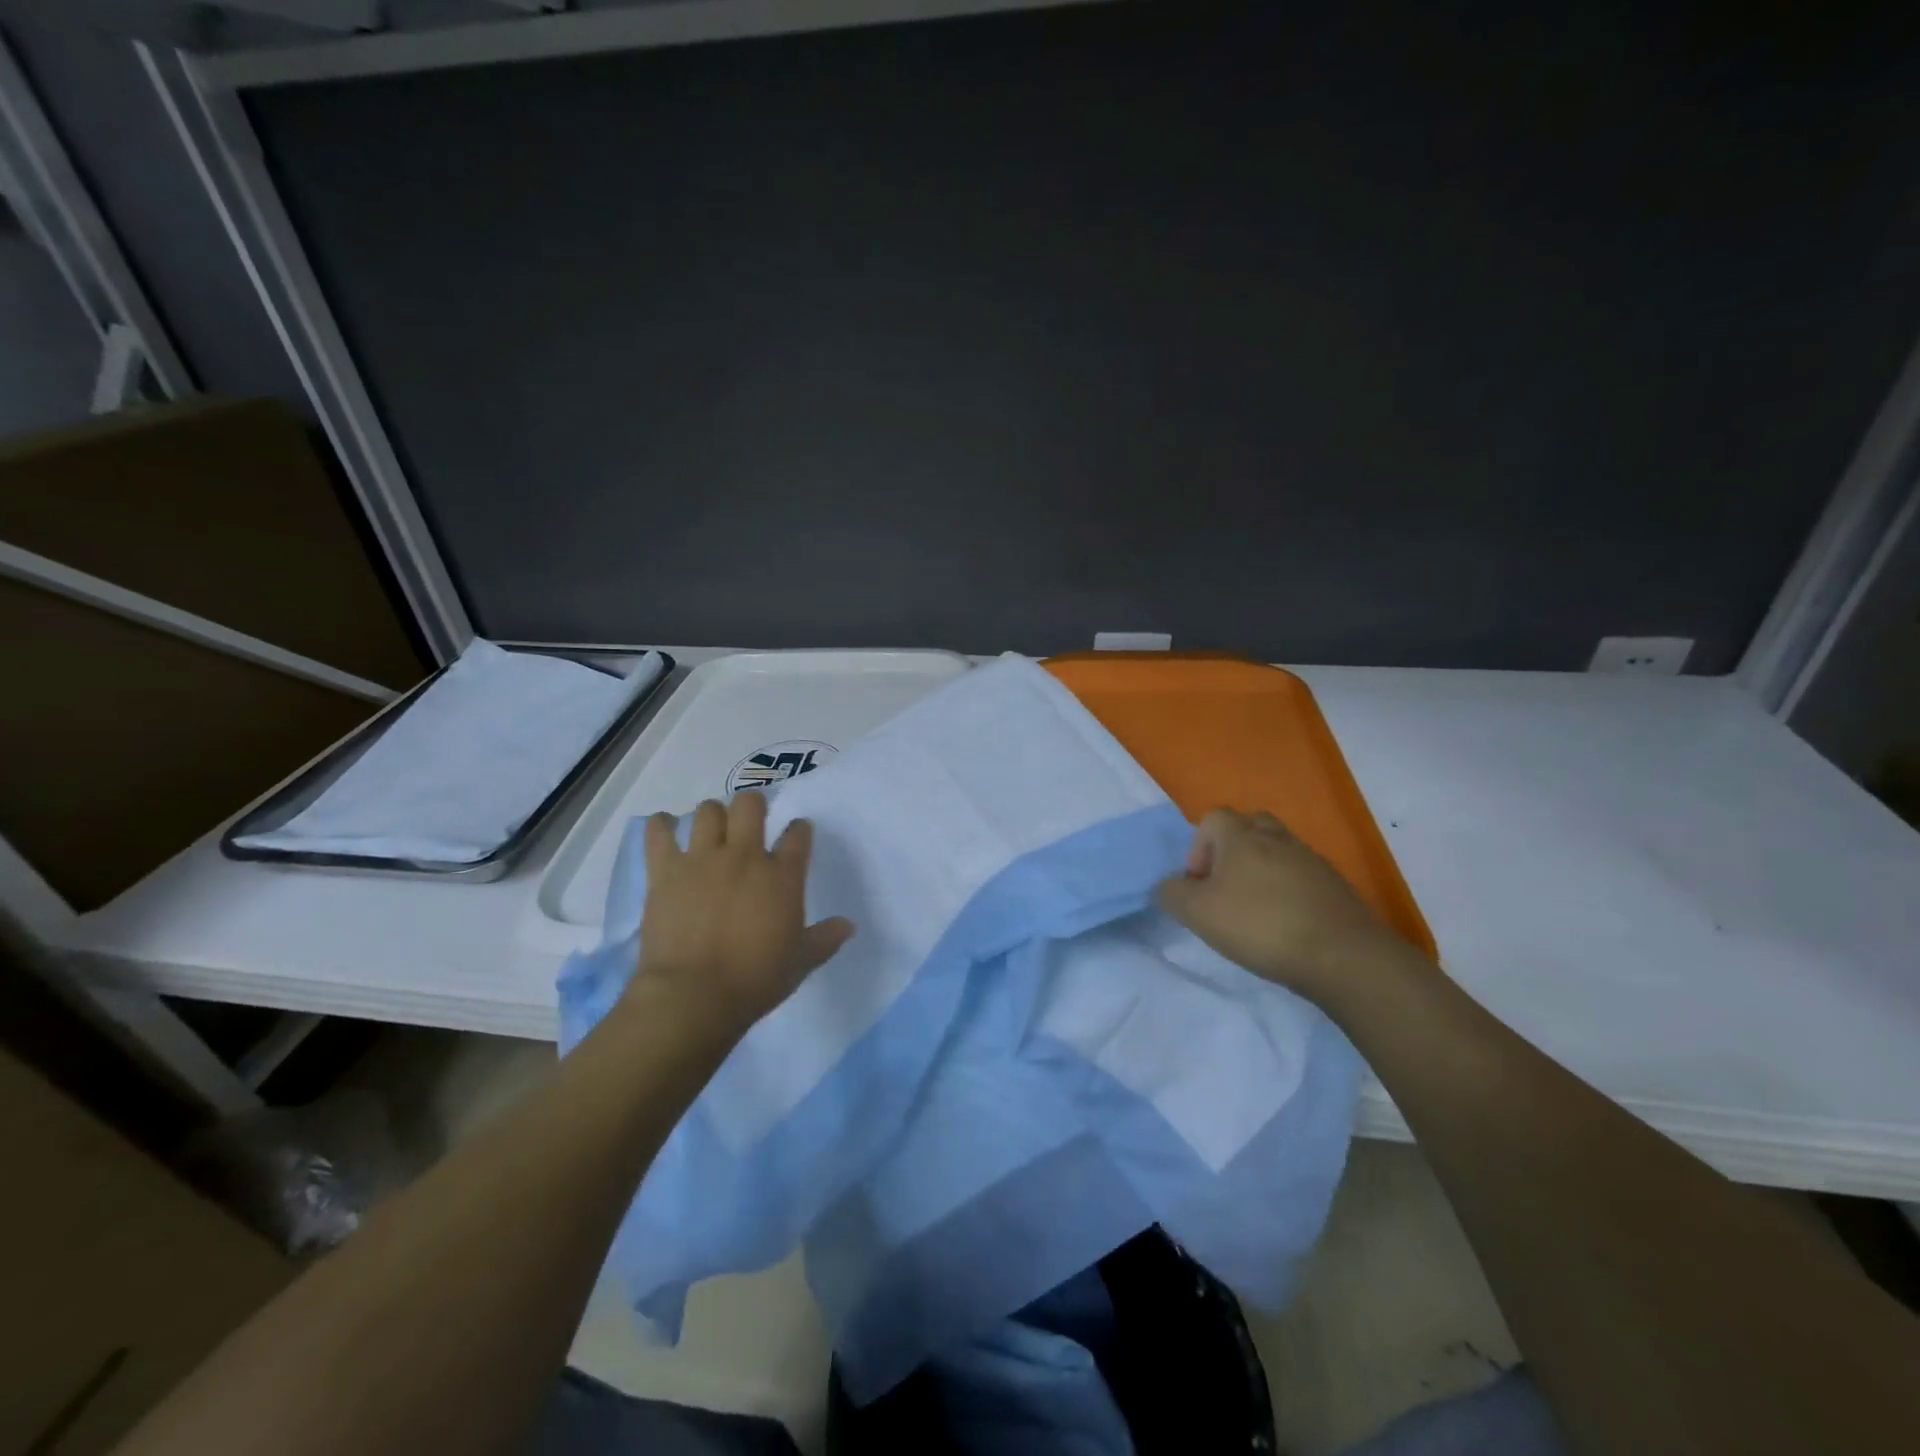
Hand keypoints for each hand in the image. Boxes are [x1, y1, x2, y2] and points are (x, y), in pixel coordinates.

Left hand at [631, 792, 854, 1041]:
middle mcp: (744, 856)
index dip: (799, 830)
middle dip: (754, 805)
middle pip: (750, 805)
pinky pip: (659, 832)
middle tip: (752, 820)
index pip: (797, 835)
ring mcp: (702, 859)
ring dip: (713, 815)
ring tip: (712, 828)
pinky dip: (661, 826)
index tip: (798, 833)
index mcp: (782, 875)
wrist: (694, 996)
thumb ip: (826, 938)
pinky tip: (665, 827)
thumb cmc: (754, 980)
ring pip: (708, 811)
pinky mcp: (666, 871)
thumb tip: (849, 925)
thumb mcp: (801, 962)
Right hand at [1156, 808, 1422, 1008]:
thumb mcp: (1197, 913)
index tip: (1199, 884)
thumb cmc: (1260, 925)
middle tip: (1226, 888)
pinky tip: (1286, 925)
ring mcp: (1311, 860)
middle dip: (1232, 852)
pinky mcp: (1336, 886)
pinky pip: (1302, 877)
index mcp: (1242, 836)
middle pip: (1249, 827)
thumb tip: (1169, 886)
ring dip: (1262, 872)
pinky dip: (1289, 892)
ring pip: (1278, 852)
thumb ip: (1172, 894)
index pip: (1213, 818)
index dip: (1198, 847)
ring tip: (1255, 911)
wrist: (1343, 956)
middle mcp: (1277, 838)